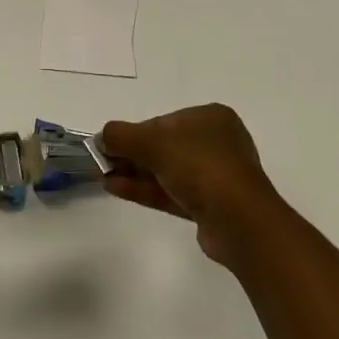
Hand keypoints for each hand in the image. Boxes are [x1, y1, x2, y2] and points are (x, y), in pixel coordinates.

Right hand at [99, 104, 287, 267]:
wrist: (239, 221)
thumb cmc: (199, 166)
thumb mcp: (153, 142)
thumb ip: (121, 136)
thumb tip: (100, 137)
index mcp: (211, 118)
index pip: (164, 122)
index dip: (135, 133)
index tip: (110, 144)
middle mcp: (216, 143)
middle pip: (164, 147)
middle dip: (132, 155)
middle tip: (102, 162)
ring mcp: (215, 177)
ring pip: (167, 171)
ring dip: (135, 173)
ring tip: (103, 177)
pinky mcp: (211, 207)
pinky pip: (172, 192)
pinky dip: (146, 189)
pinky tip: (116, 189)